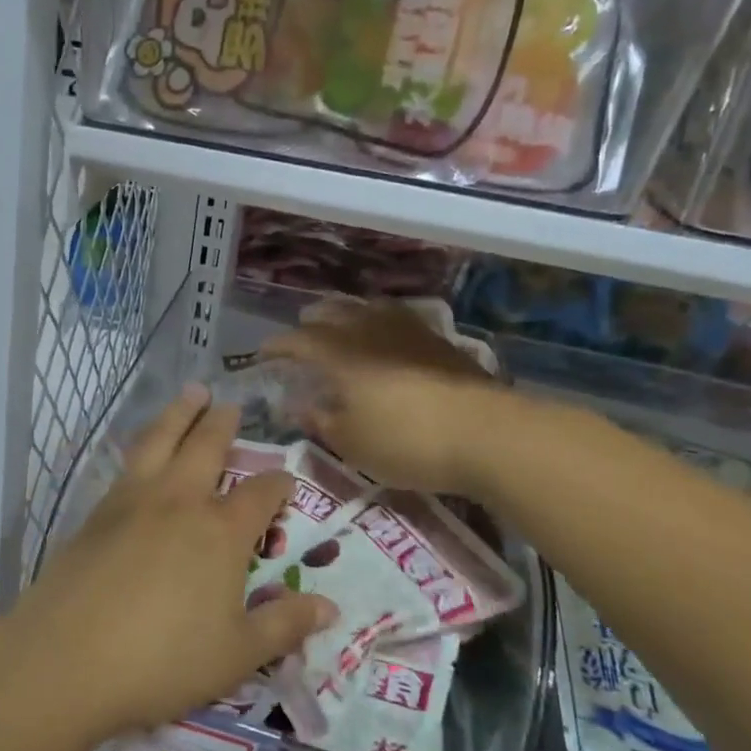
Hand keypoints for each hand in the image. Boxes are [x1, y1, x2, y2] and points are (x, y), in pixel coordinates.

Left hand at [15, 385, 336, 740]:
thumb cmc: (163, 661)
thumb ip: (283, 626)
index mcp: (221, 531)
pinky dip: (144, 444)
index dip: (278, 485)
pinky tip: (143, 450)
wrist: (67, 659)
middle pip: (206, 446)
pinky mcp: (97, 511)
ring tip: (190, 392)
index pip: (260, 494)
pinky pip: (128, 463)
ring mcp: (133, 500)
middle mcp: (179, 501)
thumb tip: (328, 608)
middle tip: (229, 403)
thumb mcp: (237, 654)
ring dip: (179, 413)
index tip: (285, 480)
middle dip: (222, 423)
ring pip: (161, 440)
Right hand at [260, 298, 515, 493]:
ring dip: (348, 314)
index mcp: (340, 354)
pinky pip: (399, 319)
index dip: (277, 346)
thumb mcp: (351, 443)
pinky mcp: (439, 341)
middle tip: (303, 336)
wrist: (487, 434)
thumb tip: (297, 405)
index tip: (263, 354)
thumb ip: (320, 420)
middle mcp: (370, 331)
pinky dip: (381, 323)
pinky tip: (389, 339)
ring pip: (369, 308)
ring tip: (344, 328)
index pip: (298, 340)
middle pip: (333, 312)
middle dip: (312, 322)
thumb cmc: (406, 442)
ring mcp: (409, 331)